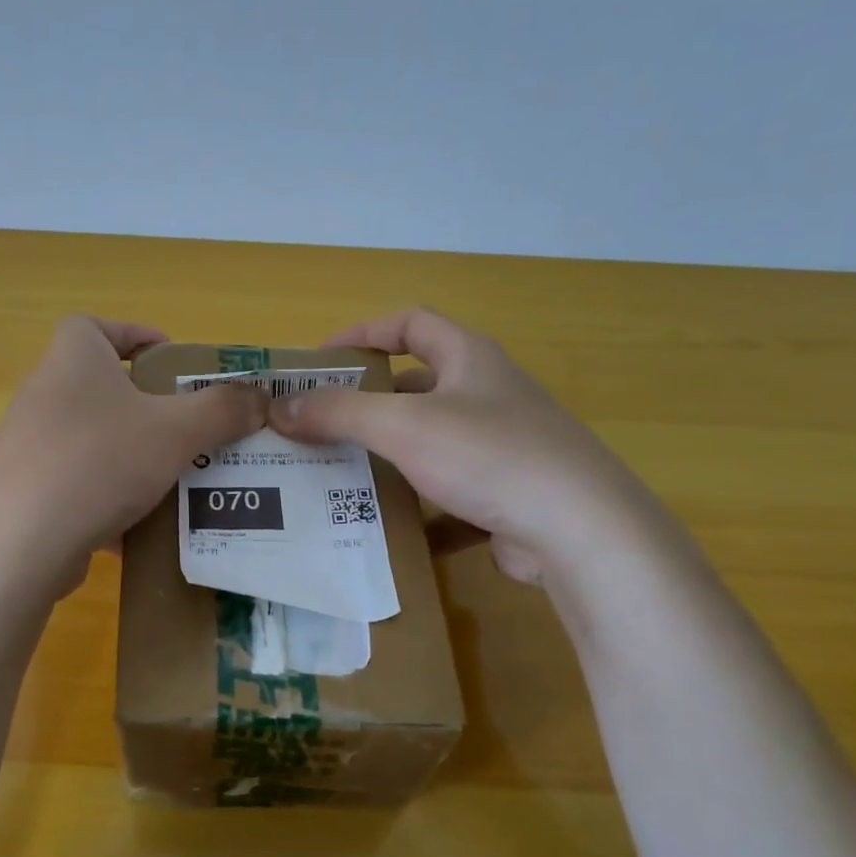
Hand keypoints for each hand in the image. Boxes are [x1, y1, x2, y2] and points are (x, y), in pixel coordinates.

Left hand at [0, 316, 266, 587]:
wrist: (20, 542)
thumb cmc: (101, 462)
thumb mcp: (176, 431)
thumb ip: (223, 409)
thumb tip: (260, 397)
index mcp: (73, 358)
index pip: (98, 326)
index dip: (136, 336)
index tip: (172, 362)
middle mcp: (43, 392)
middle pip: (101, 386)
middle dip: (147, 405)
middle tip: (187, 428)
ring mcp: (28, 444)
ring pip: (93, 439)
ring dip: (130, 454)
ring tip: (173, 478)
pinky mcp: (24, 490)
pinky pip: (77, 482)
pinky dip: (107, 496)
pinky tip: (137, 524)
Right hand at [267, 307, 653, 583]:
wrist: (576, 529)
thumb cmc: (487, 455)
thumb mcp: (403, 426)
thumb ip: (338, 413)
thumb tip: (279, 407)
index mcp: (470, 360)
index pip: (411, 324)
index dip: (363, 333)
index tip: (320, 359)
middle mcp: (489, 395)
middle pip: (418, 388)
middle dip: (369, 405)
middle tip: (321, 426)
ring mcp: (502, 448)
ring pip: (431, 445)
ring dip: (389, 459)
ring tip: (340, 477)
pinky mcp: (507, 496)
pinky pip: (450, 496)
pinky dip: (419, 510)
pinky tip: (387, 531)